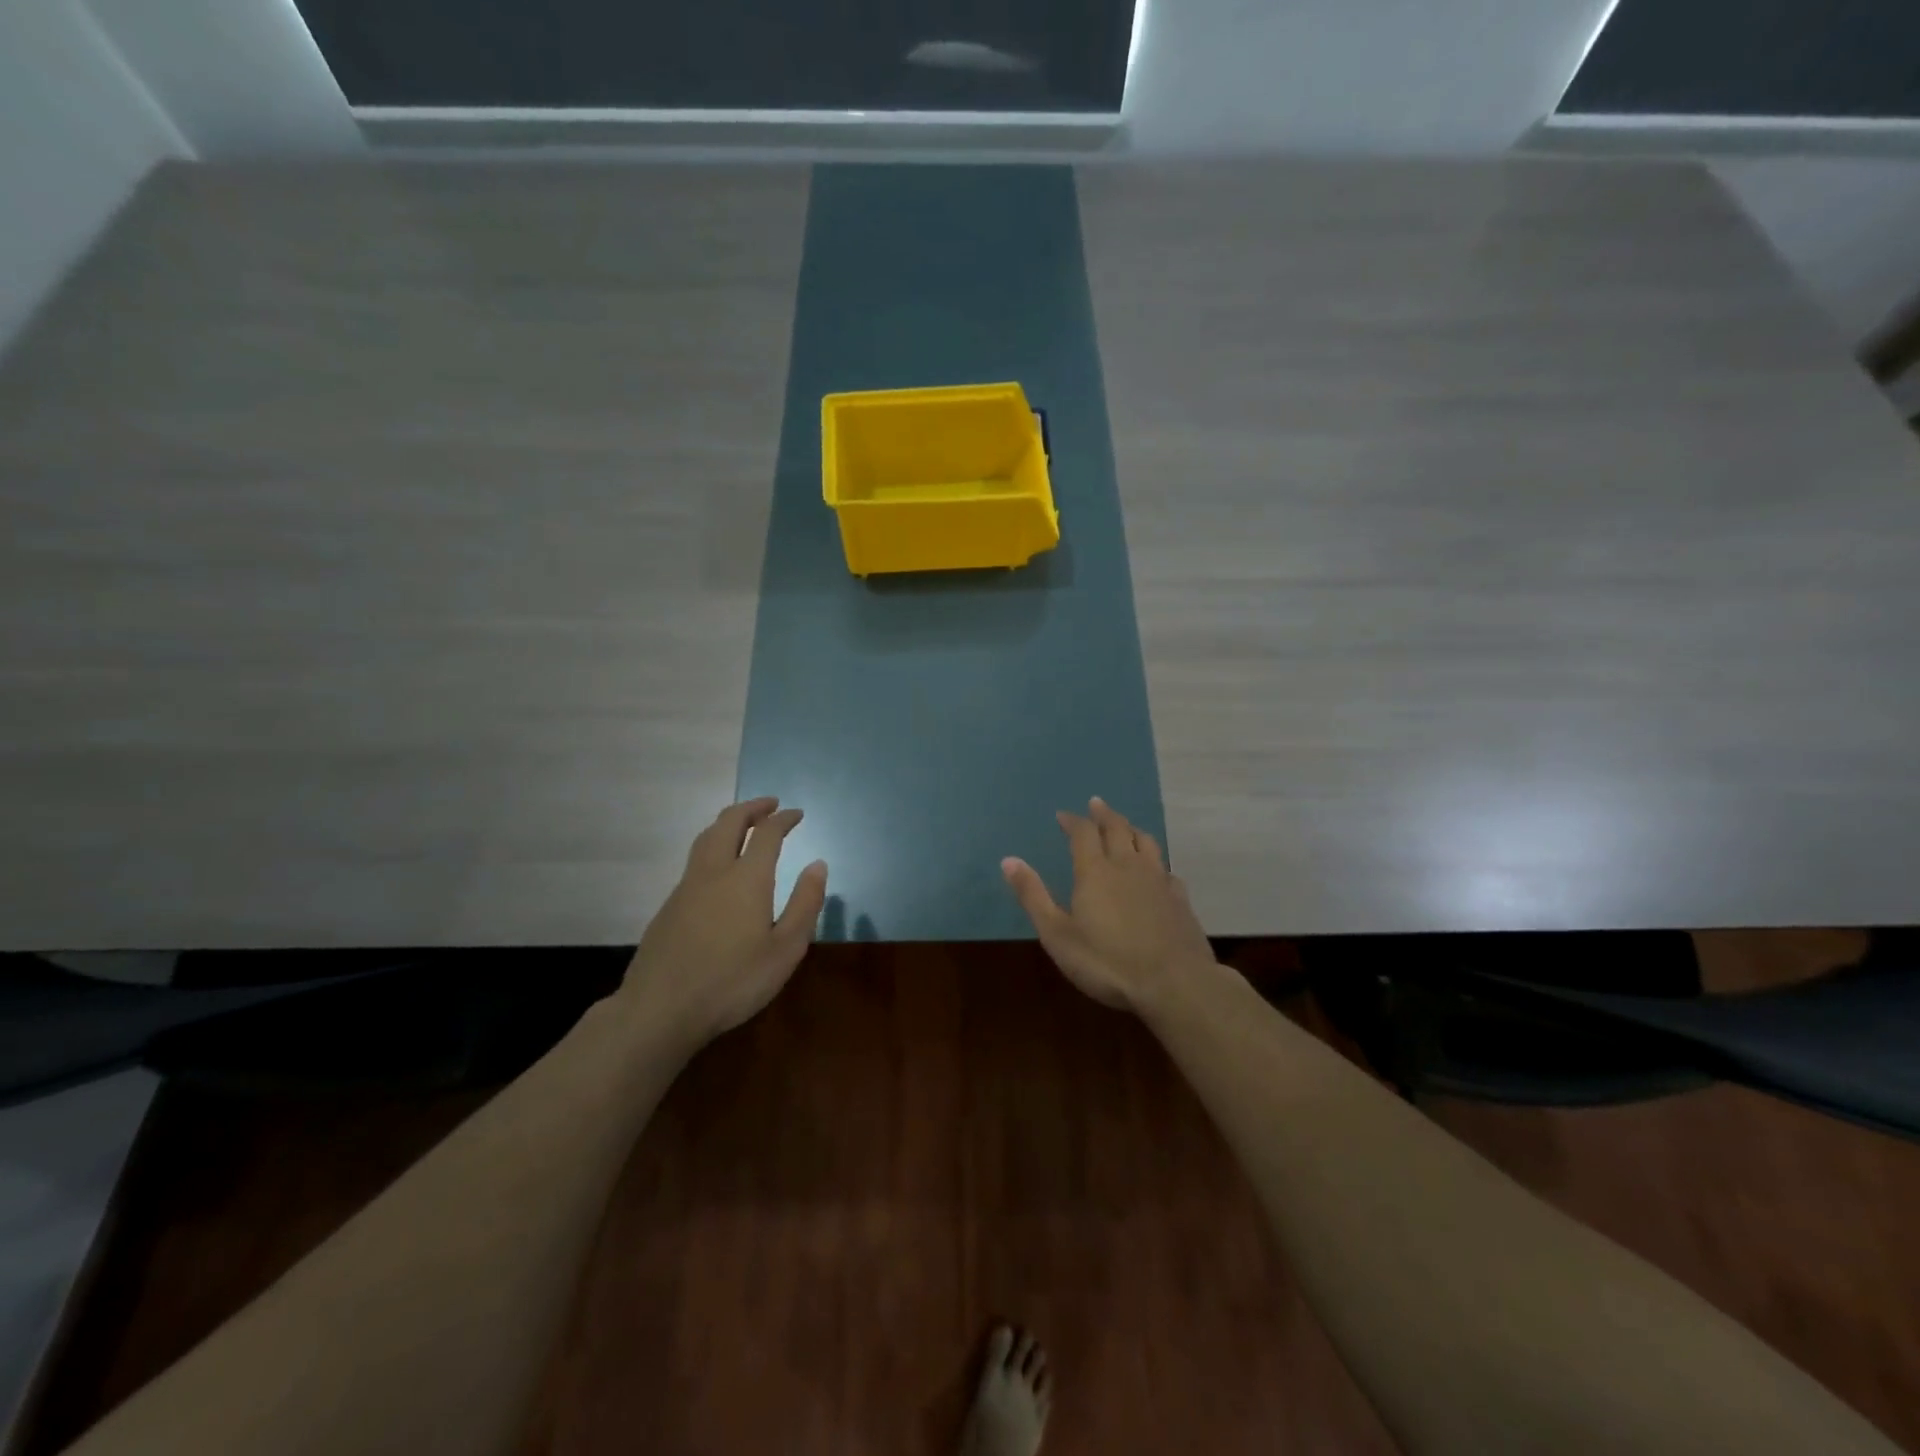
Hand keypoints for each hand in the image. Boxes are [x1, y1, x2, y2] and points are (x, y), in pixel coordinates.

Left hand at [620, 797, 827, 1048]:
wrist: (660, 1010)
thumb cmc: (733, 981)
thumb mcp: (785, 950)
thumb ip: (805, 903)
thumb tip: (818, 865)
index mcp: (746, 878)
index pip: (767, 833)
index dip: (784, 818)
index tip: (797, 814)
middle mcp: (714, 872)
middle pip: (729, 822)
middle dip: (751, 808)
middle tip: (770, 805)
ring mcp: (686, 887)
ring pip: (705, 838)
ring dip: (728, 823)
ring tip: (743, 825)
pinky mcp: (669, 906)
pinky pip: (695, 861)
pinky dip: (713, 846)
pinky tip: (719, 868)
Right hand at [1001, 797, 1215, 1013]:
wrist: (1174, 983)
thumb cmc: (1107, 962)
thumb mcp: (1057, 934)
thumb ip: (1033, 896)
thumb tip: (1008, 860)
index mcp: (1095, 871)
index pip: (1082, 833)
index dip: (1072, 821)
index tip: (1063, 815)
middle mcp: (1127, 866)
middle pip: (1117, 829)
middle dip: (1104, 815)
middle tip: (1096, 804)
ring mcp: (1158, 880)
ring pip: (1145, 842)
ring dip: (1131, 829)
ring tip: (1125, 826)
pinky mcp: (1180, 899)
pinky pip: (1167, 870)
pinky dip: (1157, 862)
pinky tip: (1158, 871)